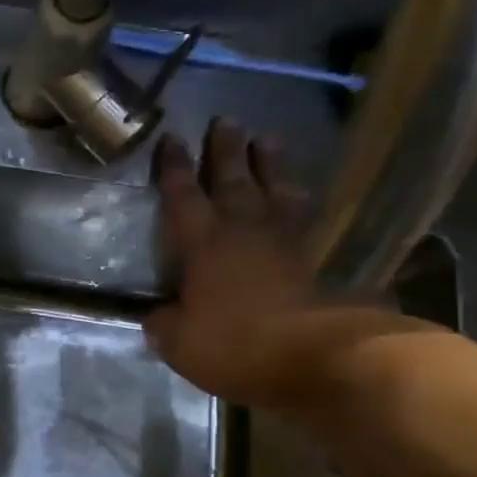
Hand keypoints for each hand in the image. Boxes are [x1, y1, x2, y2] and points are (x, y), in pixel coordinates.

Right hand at [144, 118, 405, 407]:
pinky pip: (307, 221)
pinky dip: (303, 204)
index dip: (175, 168)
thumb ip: (165, 324)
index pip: (184, 197)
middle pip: (233, 181)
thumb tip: (158, 317)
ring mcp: (285, 244)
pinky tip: (304, 196)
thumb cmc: (236, 344)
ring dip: (270, 165)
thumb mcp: (180, 343)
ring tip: (267, 139)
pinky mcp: (318, 262)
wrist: (318, 356)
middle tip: (226, 120)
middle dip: (226, 151)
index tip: (172, 138)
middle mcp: (244, 233)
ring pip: (275, 191)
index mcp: (204, 245)